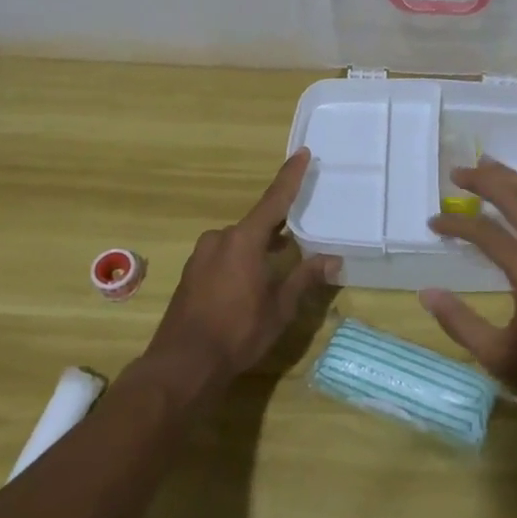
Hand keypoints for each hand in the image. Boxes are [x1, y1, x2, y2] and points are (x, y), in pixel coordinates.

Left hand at [144, 149, 340, 394]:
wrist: (182, 364)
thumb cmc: (238, 331)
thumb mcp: (280, 307)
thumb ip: (305, 278)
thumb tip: (333, 260)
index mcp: (244, 240)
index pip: (274, 200)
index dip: (290, 176)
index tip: (302, 153)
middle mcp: (220, 239)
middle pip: (256, 224)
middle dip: (278, 228)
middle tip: (300, 234)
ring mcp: (201, 256)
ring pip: (238, 242)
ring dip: (258, 247)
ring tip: (278, 264)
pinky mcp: (191, 274)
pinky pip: (223, 255)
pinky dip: (240, 260)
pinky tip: (249, 283)